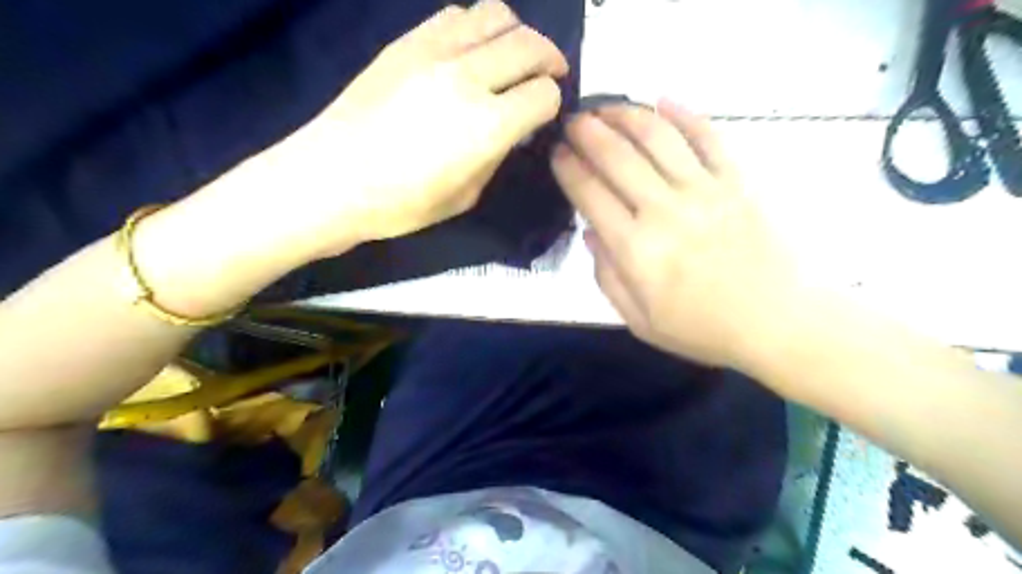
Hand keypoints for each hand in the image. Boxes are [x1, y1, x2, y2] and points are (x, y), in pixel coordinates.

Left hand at [249, 0, 567, 257]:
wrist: (331, 178)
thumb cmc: (401, 203)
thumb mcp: (466, 196)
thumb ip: (496, 155)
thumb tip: (511, 128)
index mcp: (488, 126)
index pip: (544, 94)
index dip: (551, 103)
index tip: (543, 114)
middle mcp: (469, 78)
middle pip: (530, 45)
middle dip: (549, 59)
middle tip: (549, 75)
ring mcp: (435, 52)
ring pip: (497, 14)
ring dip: (517, 34)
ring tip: (512, 57)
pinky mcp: (407, 41)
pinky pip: (457, 15)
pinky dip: (477, 27)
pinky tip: (472, 51)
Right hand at [555, 98, 802, 366]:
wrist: (779, 321)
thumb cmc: (703, 328)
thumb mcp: (640, 321)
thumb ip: (608, 277)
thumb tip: (591, 233)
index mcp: (636, 250)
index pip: (590, 194)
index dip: (568, 168)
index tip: (557, 153)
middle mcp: (665, 210)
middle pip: (617, 156)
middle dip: (587, 132)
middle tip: (573, 121)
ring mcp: (704, 190)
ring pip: (657, 137)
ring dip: (626, 115)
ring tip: (607, 107)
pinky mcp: (737, 180)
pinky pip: (708, 137)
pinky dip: (684, 115)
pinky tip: (663, 101)